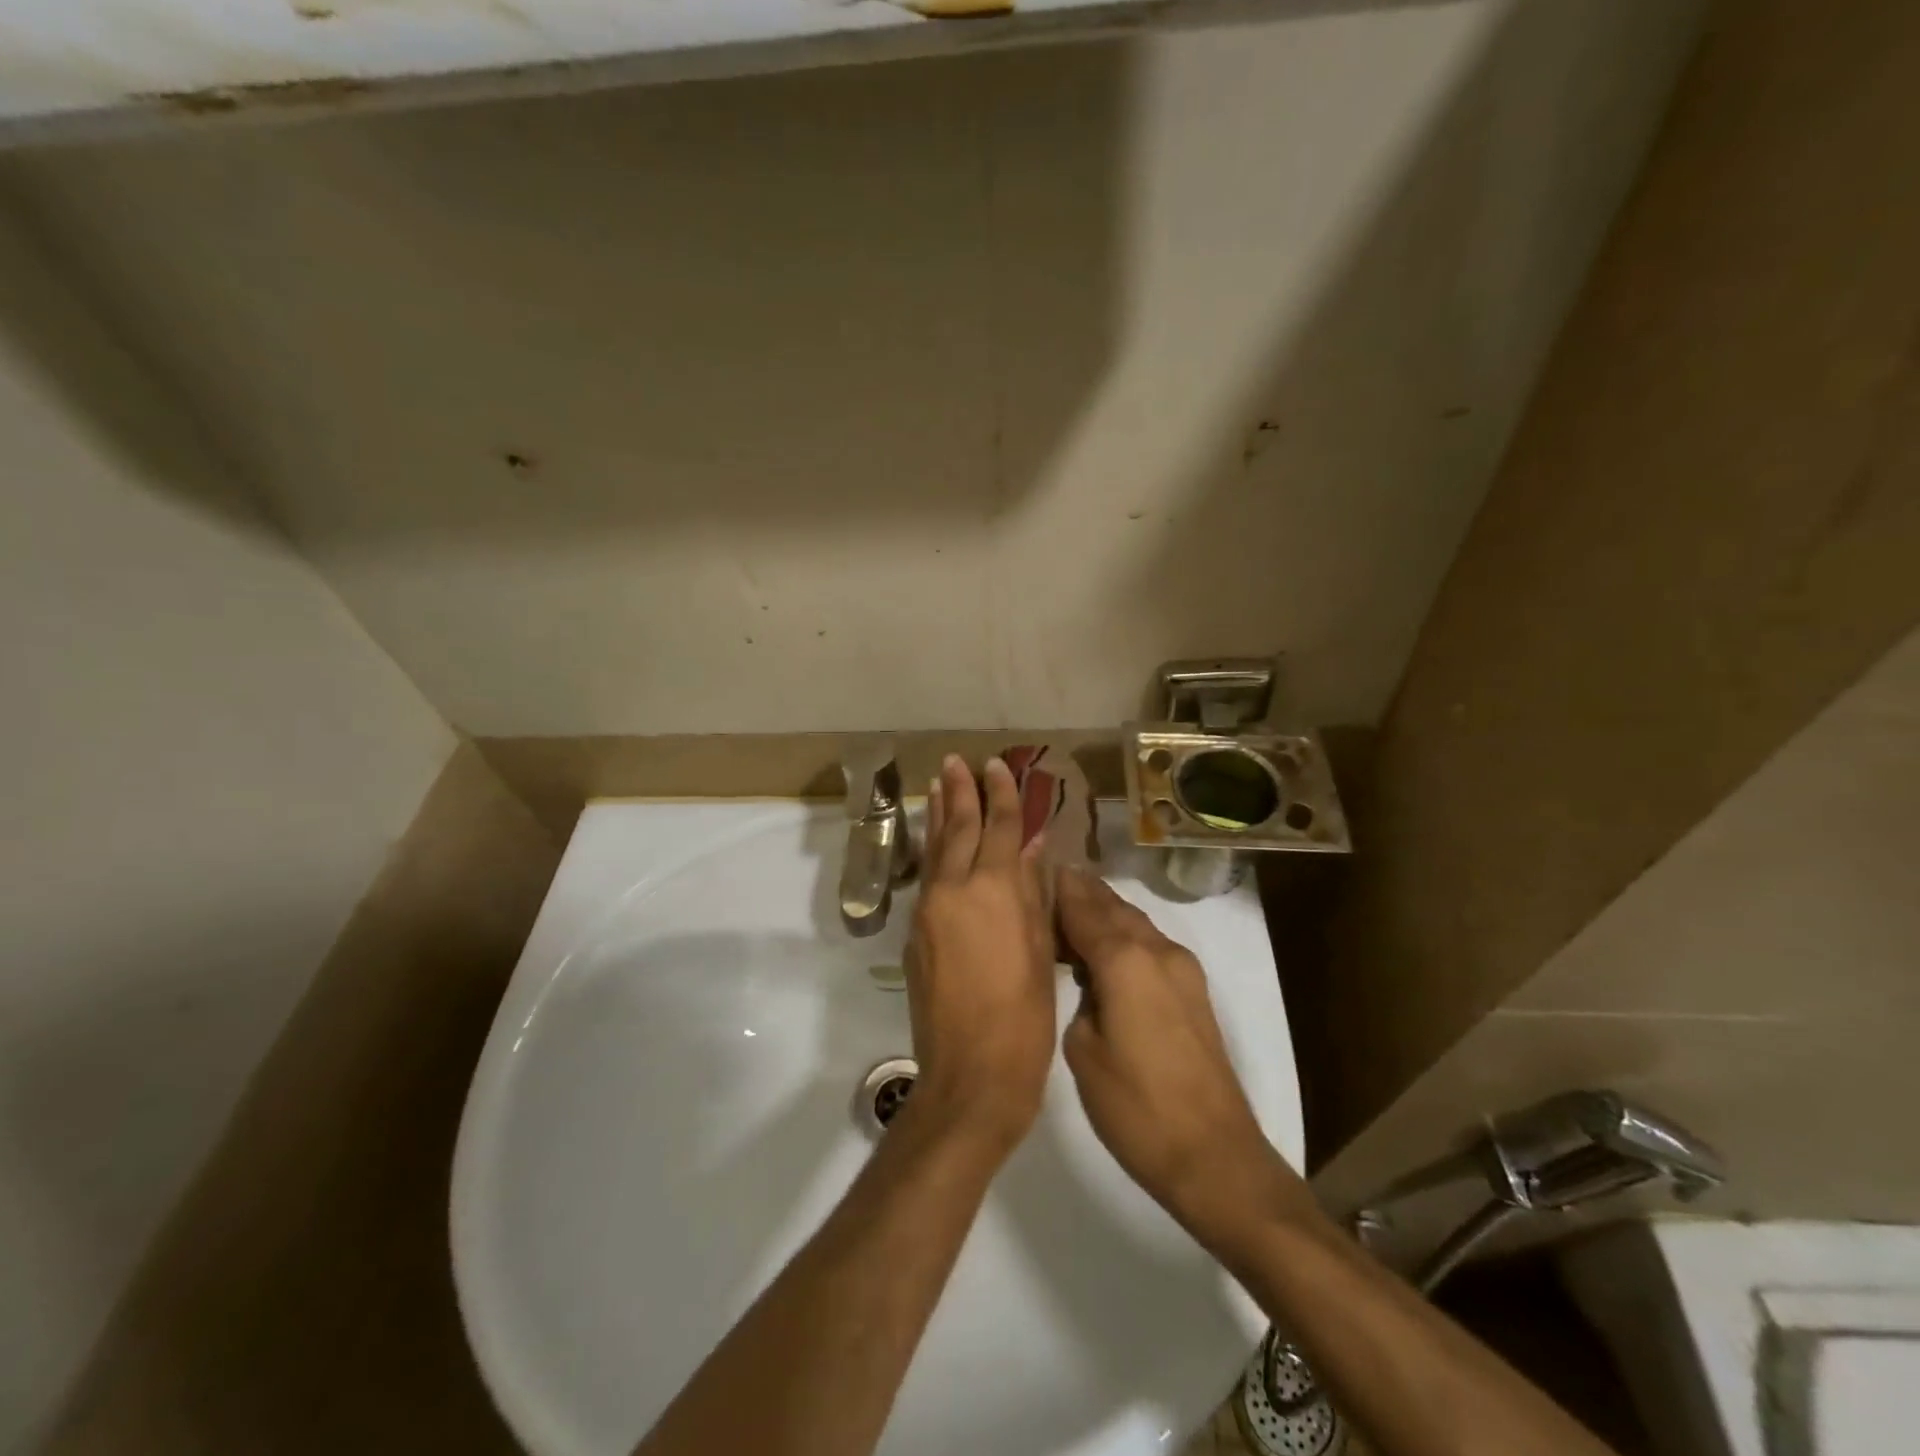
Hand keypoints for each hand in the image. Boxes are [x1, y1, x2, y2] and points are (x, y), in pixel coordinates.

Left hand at [903, 756, 1057, 1154]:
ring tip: (937, 785)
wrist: (971, 1073)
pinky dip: (932, 851)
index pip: (998, 827)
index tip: (997, 765)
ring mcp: (929, 911)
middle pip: (957, 828)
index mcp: (993, 890)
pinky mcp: (915, 934)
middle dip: (960, 792)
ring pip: (934, 850)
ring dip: (937, 815)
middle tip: (955, 761)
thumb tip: (1029, 847)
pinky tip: (935, 842)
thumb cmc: (1024, 1016)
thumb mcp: (1040, 949)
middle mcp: (954, 890)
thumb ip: (1031, 892)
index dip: (1001, 795)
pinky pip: (926, 878)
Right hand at [1056, 869, 1313, 1249]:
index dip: (1059, 888)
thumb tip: (1089, 982)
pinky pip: (1150, 944)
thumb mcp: (1084, 1051)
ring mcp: (1182, 969)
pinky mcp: (1193, 991)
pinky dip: (1124, 935)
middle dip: (1082, 892)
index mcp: (1125, 960)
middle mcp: (1158, 951)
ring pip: (1135, 923)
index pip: (1084, 908)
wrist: (1214, 1156)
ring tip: (1071, 910)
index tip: (1034, 868)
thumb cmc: (1137, 1107)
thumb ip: (1079, 1000)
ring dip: (1104, 912)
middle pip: (1113, 906)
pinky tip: (1104, 949)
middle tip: (1048, 883)